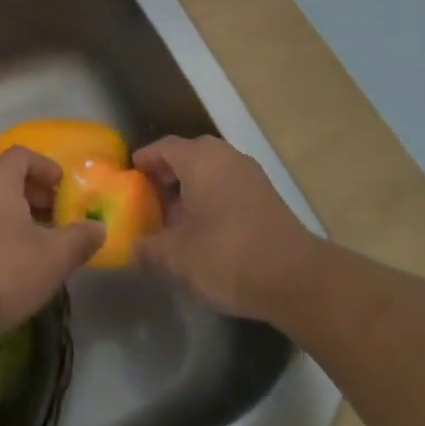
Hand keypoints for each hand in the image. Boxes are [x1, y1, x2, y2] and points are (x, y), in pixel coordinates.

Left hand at [0, 146, 105, 341]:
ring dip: (17, 216)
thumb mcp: (53, 257)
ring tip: (40, 243)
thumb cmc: (3, 272)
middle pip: (6, 178)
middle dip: (35, 194)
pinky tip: (13, 264)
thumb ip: (80, 238)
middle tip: (58, 217)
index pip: (22, 155)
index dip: (47, 167)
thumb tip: (98, 229)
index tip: (65, 188)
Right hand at [133, 135, 318, 320]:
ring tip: (173, 220)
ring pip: (211, 173)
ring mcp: (251, 176)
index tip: (129, 175)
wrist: (295, 278)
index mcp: (200, 159)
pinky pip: (229, 188)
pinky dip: (212, 201)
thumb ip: (147, 250)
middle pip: (189, 157)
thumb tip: (131, 249)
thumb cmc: (226, 255)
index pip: (164, 147)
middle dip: (167, 176)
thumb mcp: (175, 257)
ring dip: (190, 190)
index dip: (144, 160)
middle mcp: (226, 157)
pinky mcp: (267, 198)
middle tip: (148, 199)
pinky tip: (203, 232)